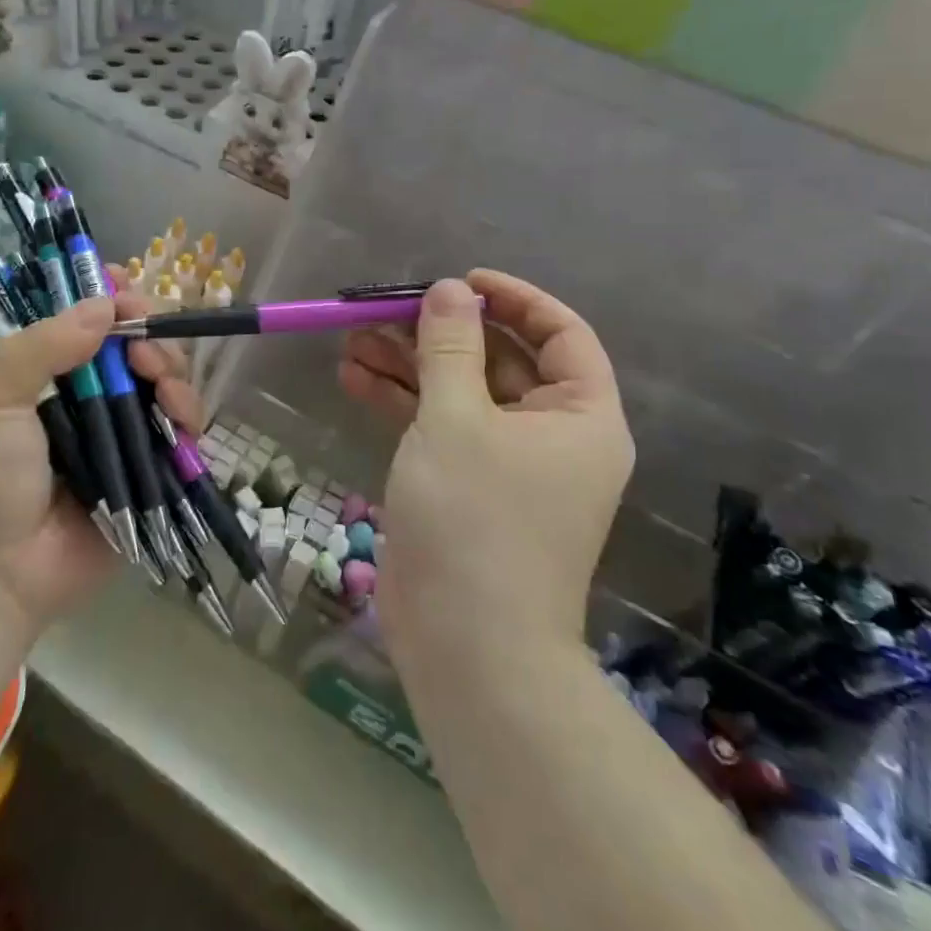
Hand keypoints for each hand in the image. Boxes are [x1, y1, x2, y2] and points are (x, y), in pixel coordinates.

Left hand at [0, 286, 202, 632]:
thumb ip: (41, 346)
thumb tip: (105, 305)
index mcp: (50, 369)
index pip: (91, 318)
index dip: (116, 299)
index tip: (128, 294)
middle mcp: (92, 392)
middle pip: (139, 343)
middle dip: (151, 336)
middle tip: (143, 354)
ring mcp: (124, 429)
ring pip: (167, 380)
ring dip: (174, 371)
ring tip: (163, 388)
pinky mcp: (152, 467)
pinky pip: (183, 429)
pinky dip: (189, 413)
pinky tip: (179, 416)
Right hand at [337, 272, 633, 654]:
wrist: (465, 647)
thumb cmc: (475, 520)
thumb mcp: (457, 419)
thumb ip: (450, 346)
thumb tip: (450, 288)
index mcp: (579, 416)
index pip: (560, 333)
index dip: (513, 299)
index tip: (461, 282)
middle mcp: (550, 434)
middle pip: (498, 359)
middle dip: (439, 332)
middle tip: (385, 310)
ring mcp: (505, 462)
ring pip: (459, 391)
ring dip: (409, 364)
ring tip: (352, 340)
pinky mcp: (466, 484)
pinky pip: (438, 426)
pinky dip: (401, 401)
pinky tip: (354, 378)